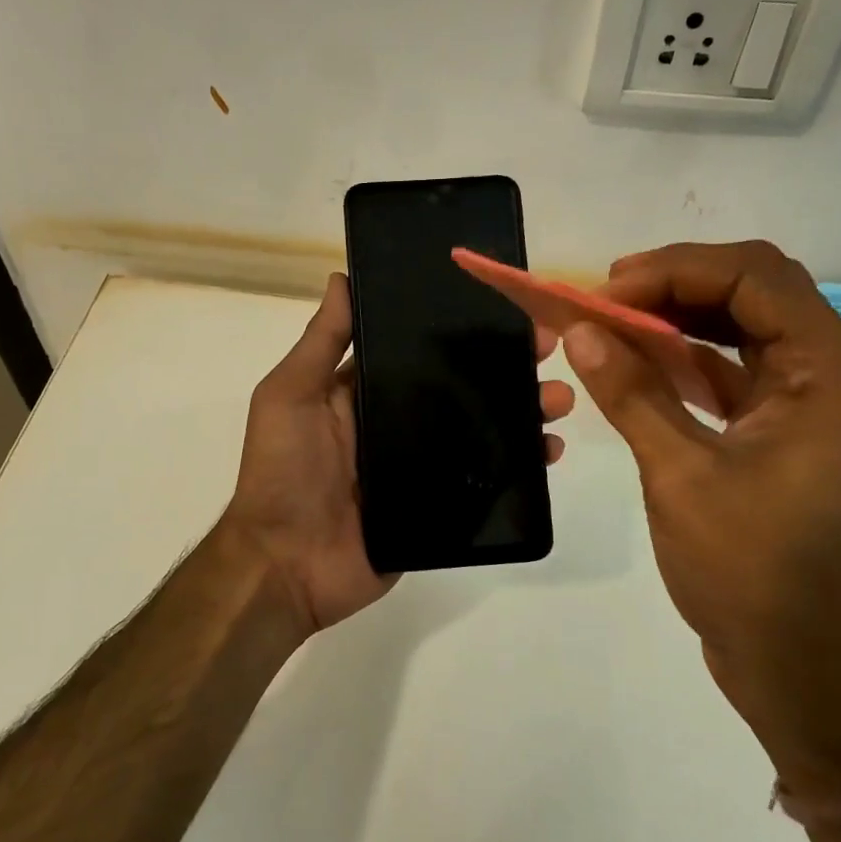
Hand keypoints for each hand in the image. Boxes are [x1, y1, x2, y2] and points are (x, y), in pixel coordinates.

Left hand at [223, 272, 574, 636]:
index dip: (462, 329)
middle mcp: (400, 422)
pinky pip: (486, 480)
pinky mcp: (440, 505)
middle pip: (463, 387)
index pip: (423, 350)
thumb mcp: (289, 395)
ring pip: (483, 430)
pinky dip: (520, 465)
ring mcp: (423, 465)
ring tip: (558, 400)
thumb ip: (320, 343)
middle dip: (506, 366)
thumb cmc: (282, 471)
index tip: (503, 308)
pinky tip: (549, 452)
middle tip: (547, 349)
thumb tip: (342, 277)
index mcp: (367, 392)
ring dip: (523, 412)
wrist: (285, 564)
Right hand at [565, 242, 840, 800]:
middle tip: (605, 300)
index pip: (757, 278)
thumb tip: (580, 332)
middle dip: (676, 286)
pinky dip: (690, 365)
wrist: (807, 673)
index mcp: (832, 375)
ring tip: (613, 324)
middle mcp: (835, 378)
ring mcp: (814, 410)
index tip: (606, 293)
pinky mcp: (790, 440)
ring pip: (746, 333)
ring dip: (681, 322)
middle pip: (756, 294)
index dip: (675, 270)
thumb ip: (632, 395)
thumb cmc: (754, 574)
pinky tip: (642, 368)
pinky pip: (739, 378)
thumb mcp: (682, 477)